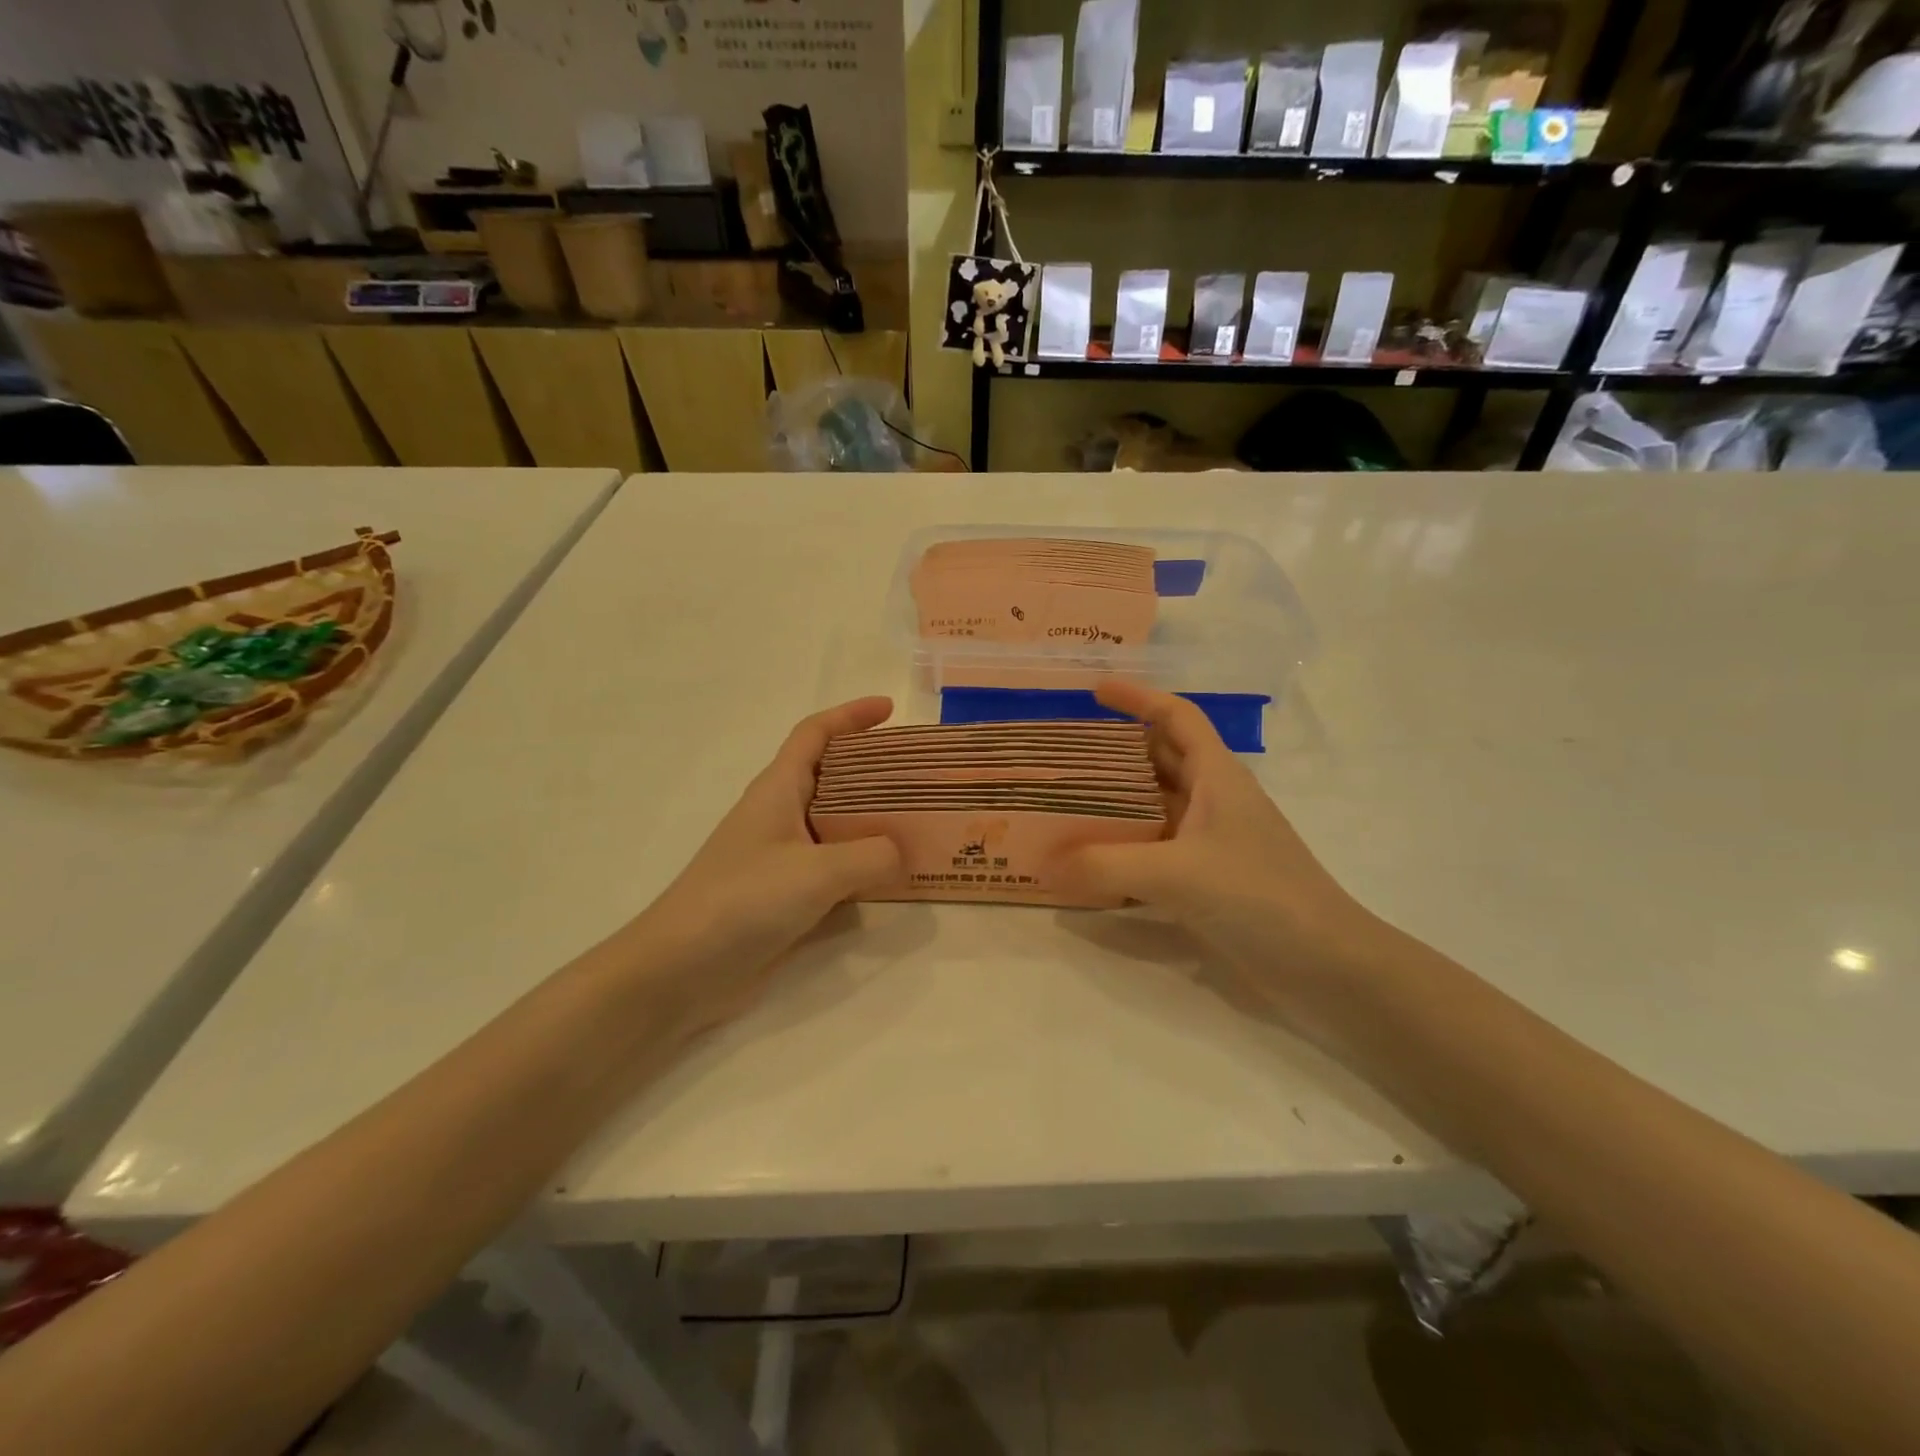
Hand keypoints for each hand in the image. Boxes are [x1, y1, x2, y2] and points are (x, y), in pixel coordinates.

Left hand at [627, 698, 901, 1031]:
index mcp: (778, 790)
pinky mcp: (785, 895)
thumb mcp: (815, 872)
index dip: (851, 715)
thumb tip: (902, 853)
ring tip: (921, 824)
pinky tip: (894, 878)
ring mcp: (782, 857)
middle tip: (920, 775)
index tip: (890, 709)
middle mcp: (780, 815)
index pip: (815, 734)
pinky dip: (865, 865)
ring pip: (837, 824)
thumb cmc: (741, 901)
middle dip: (875, 768)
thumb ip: (870, 857)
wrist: (679, 970)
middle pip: (832, 776)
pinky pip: (836, 866)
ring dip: (875, 820)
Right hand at [1062, 682, 1374, 982]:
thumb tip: (1044, 864)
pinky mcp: (1207, 880)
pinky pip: (1155, 849)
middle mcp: (1214, 801)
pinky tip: (1090, 861)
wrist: (1326, 966)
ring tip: (1064, 800)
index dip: (1139, 698)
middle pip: (1160, 758)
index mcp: (1218, 777)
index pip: (1177, 717)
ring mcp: (1211, 842)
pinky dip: (1124, 847)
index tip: (1095, 690)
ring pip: (1155, 805)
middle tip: (1064, 751)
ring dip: (1115, 800)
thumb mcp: (1178, 874)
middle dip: (1116, 749)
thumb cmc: (1261, 897)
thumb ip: (1106, 866)